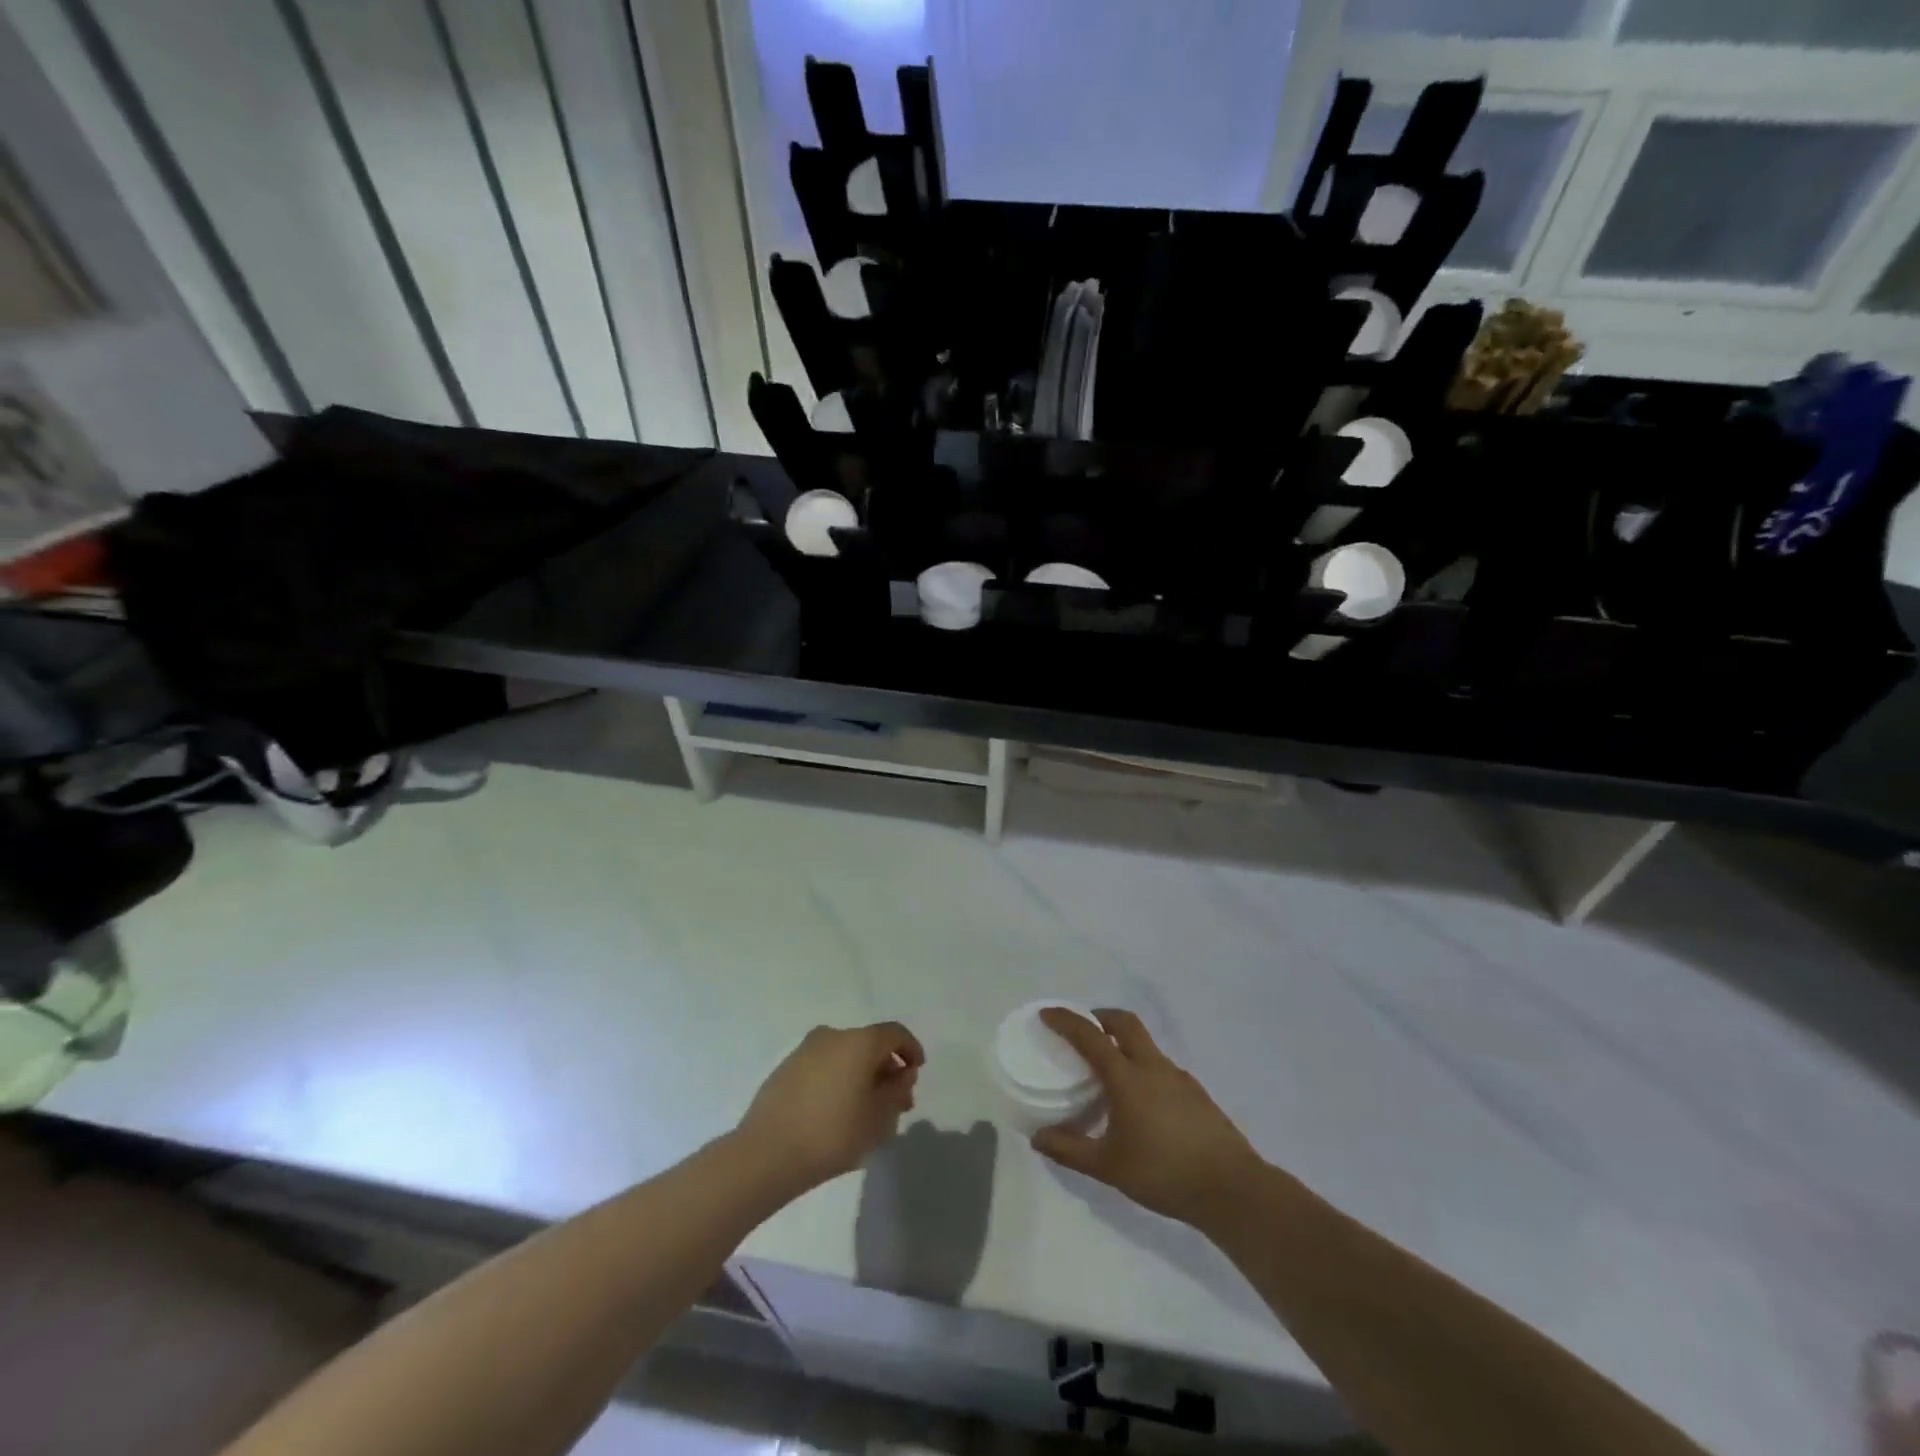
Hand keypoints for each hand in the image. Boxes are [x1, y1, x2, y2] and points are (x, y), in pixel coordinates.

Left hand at [735, 1022, 924, 1193]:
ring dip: (862, 1076)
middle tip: (895, 1102)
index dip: (911, 1050)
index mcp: (859, 1042)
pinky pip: (824, 1066)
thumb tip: (902, 1074)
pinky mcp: (786, 1068)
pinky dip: (838, 1079)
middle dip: (887, 1070)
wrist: (766, 1154)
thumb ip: (897, 1091)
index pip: (895, 1034)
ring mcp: (806, 1050)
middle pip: (870, 1045)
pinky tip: (837, 1111)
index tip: (916, 1073)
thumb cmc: (832, 1134)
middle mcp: (833, 1035)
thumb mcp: (878, 1118)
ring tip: (866, 1112)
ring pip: (846, 1056)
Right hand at [1031, 1008, 1262, 1229]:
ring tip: (1108, 1072)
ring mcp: (1179, 1077)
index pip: (1090, 1036)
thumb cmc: (1164, 1173)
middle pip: (1125, 1023)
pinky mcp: (1196, 1093)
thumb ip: (1071, 1150)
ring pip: (1145, 1044)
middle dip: (1101, 1017)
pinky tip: (1140, 1102)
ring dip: (1123, 1043)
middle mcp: (1153, 1066)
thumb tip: (1037, 1138)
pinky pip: (1160, 1066)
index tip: (1047, 1014)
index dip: (1066, 1021)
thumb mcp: (1109, 1166)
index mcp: (1128, 1077)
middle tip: (1083, 1030)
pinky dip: (1142, 1067)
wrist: (1231, 1188)